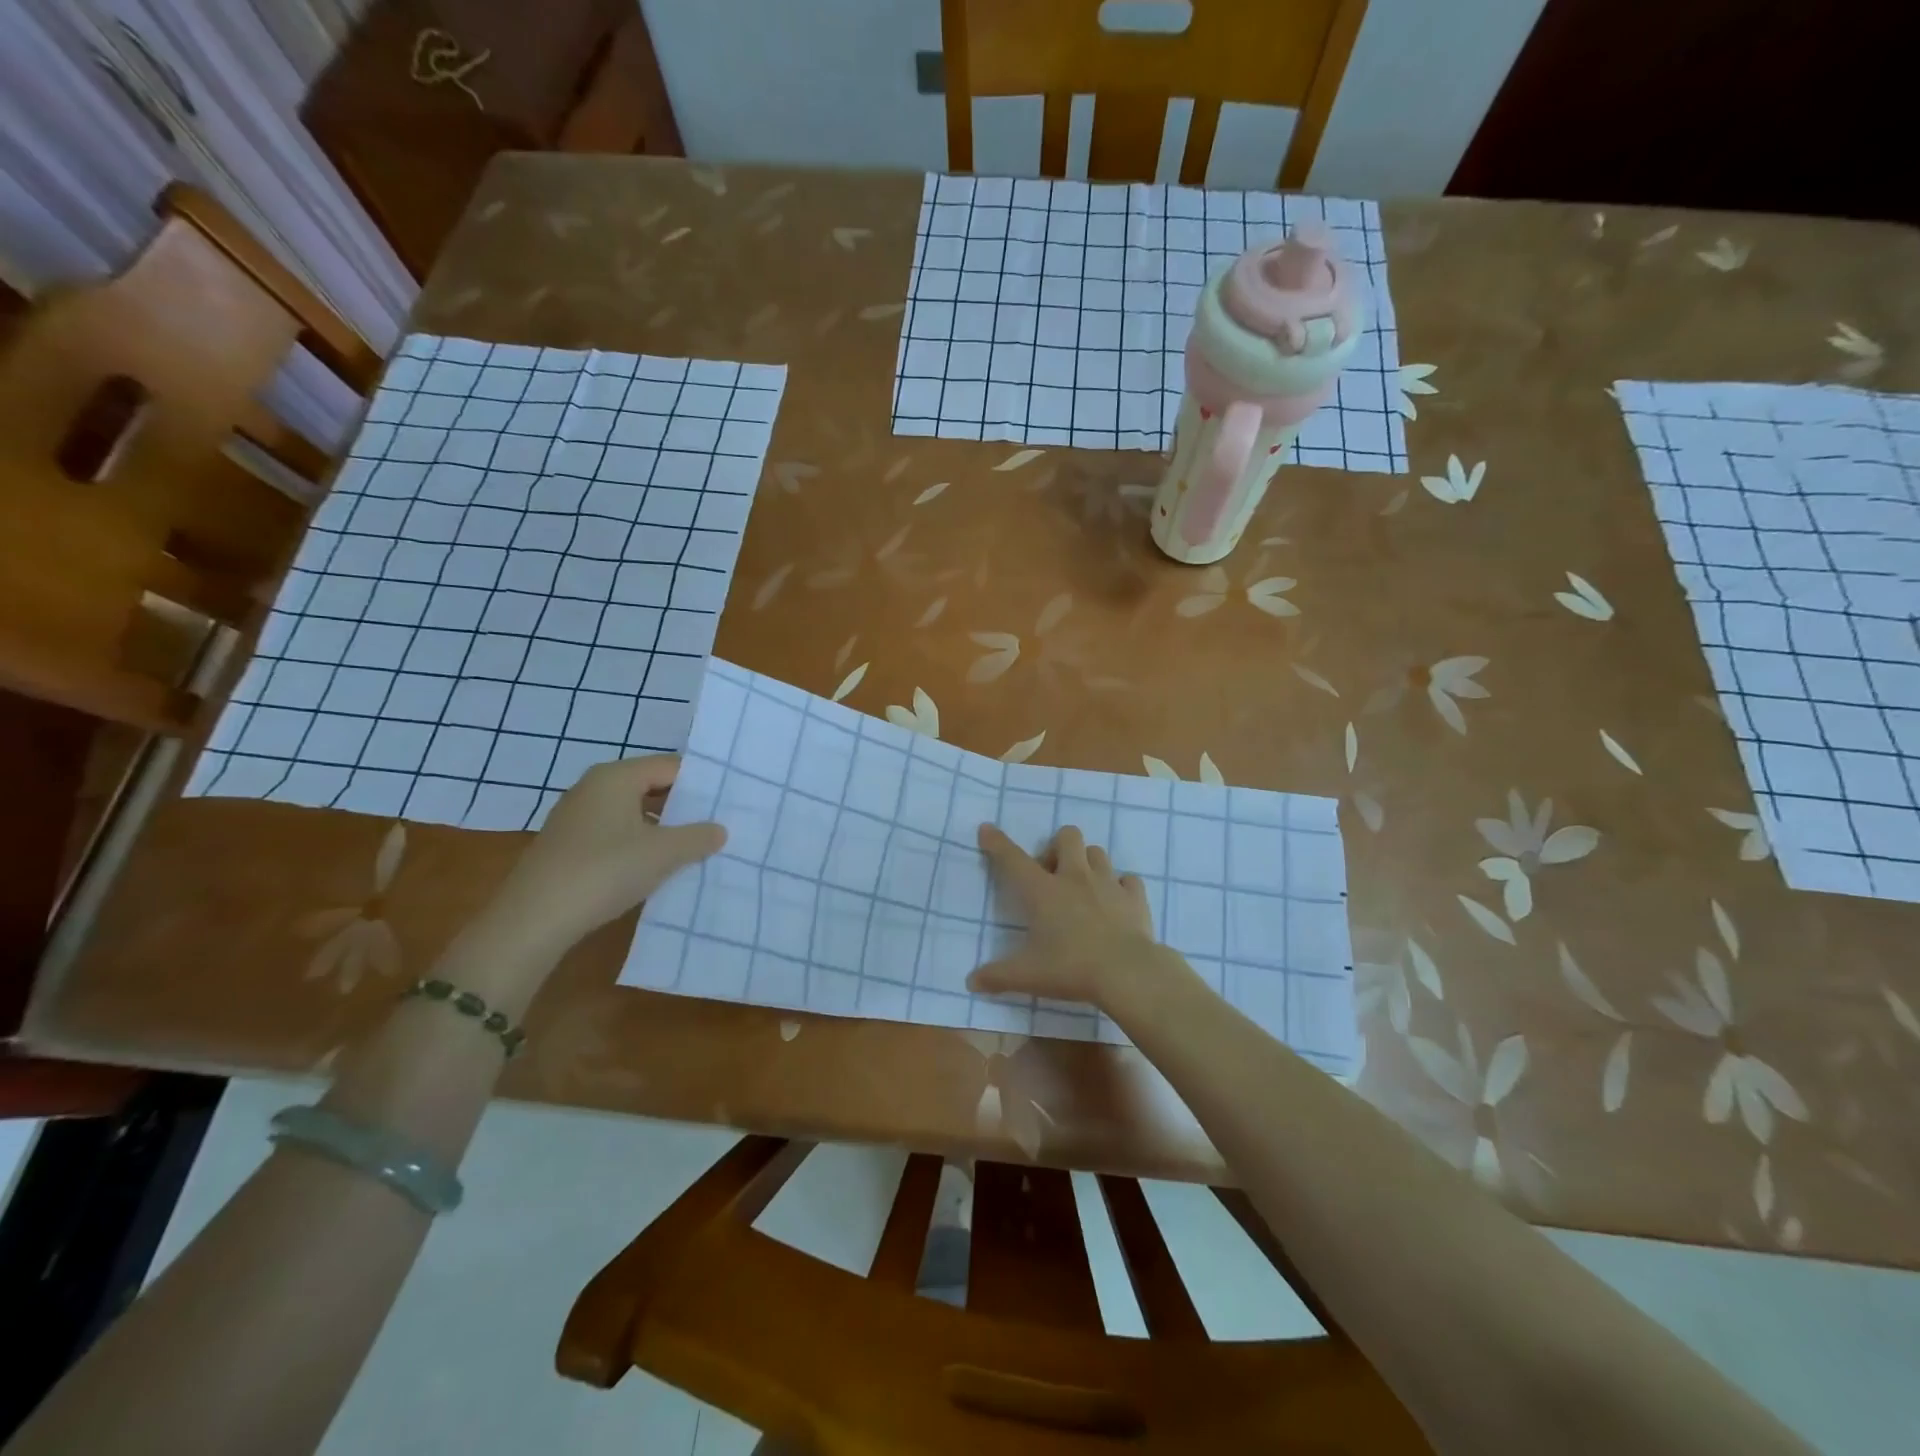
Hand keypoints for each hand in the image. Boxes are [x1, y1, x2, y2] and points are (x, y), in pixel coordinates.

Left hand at [470, 755, 725, 965]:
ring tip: (694, 847)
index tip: (730, 801)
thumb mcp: (663, 853)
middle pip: (651, 786)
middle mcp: (594, 787)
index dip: (702, 783)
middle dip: (684, 806)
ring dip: (663, 828)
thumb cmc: (604, 871)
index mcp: (616, 776)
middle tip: (719, 823)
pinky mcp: (568, 845)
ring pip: (633, 812)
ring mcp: (577, 816)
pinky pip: (616, 832)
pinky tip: (656, 867)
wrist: (533, 920)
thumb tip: (719, 830)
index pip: (671, 766)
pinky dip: (639, 844)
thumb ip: (698, 837)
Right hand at [968, 823, 1182, 1014]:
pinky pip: (1128, 880)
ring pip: (1097, 853)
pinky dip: (1121, 887)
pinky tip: (1116, 903)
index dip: (997, 843)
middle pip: (1067, 836)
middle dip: (1057, 847)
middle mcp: (1075, 878)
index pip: (1013, 859)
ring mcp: (1108, 884)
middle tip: (1053, 874)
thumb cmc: (1072, 969)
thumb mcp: (1028, 976)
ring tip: (1083, 888)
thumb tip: (971, 981)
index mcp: (1044, 892)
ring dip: (1087, 863)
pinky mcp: (1135, 897)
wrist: (1128, 973)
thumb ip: (997, 976)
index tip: (987, 829)